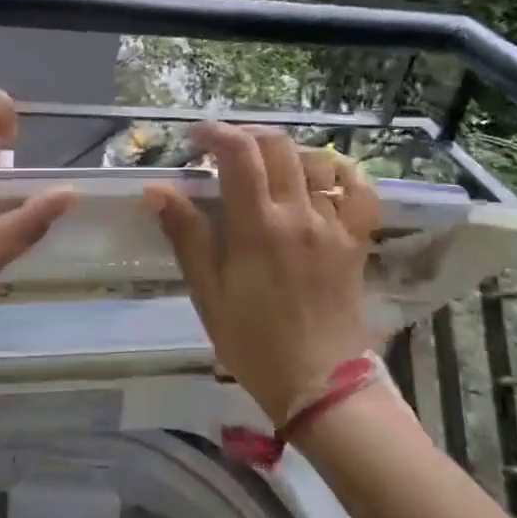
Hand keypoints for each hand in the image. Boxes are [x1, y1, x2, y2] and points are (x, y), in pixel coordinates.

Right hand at [146, 126, 379, 424]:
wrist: (319, 384)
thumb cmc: (252, 343)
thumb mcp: (208, 293)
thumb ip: (186, 236)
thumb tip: (157, 190)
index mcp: (256, 227)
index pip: (238, 154)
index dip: (215, 133)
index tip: (195, 138)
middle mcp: (298, 214)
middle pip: (278, 147)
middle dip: (246, 136)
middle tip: (224, 150)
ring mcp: (333, 226)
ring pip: (317, 161)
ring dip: (287, 151)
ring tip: (267, 165)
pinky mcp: (355, 241)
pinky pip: (359, 192)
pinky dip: (342, 174)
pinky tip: (323, 177)